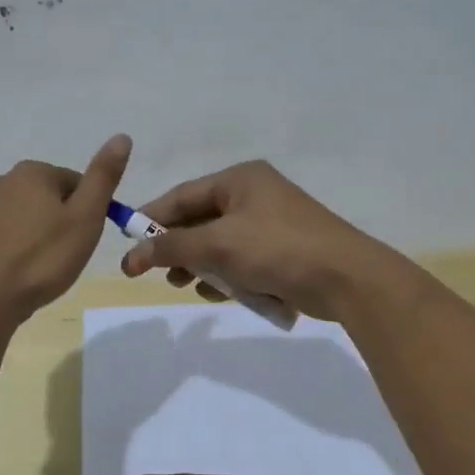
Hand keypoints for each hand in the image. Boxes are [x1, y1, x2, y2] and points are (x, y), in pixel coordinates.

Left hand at [0, 135, 131, 324]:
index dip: (87, 213)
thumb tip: (122, 136)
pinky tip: (16, 276)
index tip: (84, 240)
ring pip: (24, 218)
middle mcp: (2, 181)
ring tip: (41, 270)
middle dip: (60, 223)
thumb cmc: (42, 259)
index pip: (76, 184)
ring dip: (36, 237)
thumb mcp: (85, 218)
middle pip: (48, 199)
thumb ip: (103, 177)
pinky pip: (2, 238)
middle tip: (65, 257)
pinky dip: (13, 251)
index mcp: (33, 172)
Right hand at [120, 160, 409, 321]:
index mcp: (240, 179)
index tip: (128, 245)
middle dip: (178, 248)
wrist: (346, 278)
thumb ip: (172, 248)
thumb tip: (134, 256)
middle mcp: (255, 195)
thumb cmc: (278, 249)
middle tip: (159, 274)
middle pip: (200, 220)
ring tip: (189, 286)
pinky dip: (228, 275)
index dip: (152, 219)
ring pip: (220, 244)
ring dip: (202, 265)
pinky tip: (221, 294)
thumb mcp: (218, 245)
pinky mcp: (284, 251)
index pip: (182, 195)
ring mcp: (272, 223)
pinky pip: (242, 260)